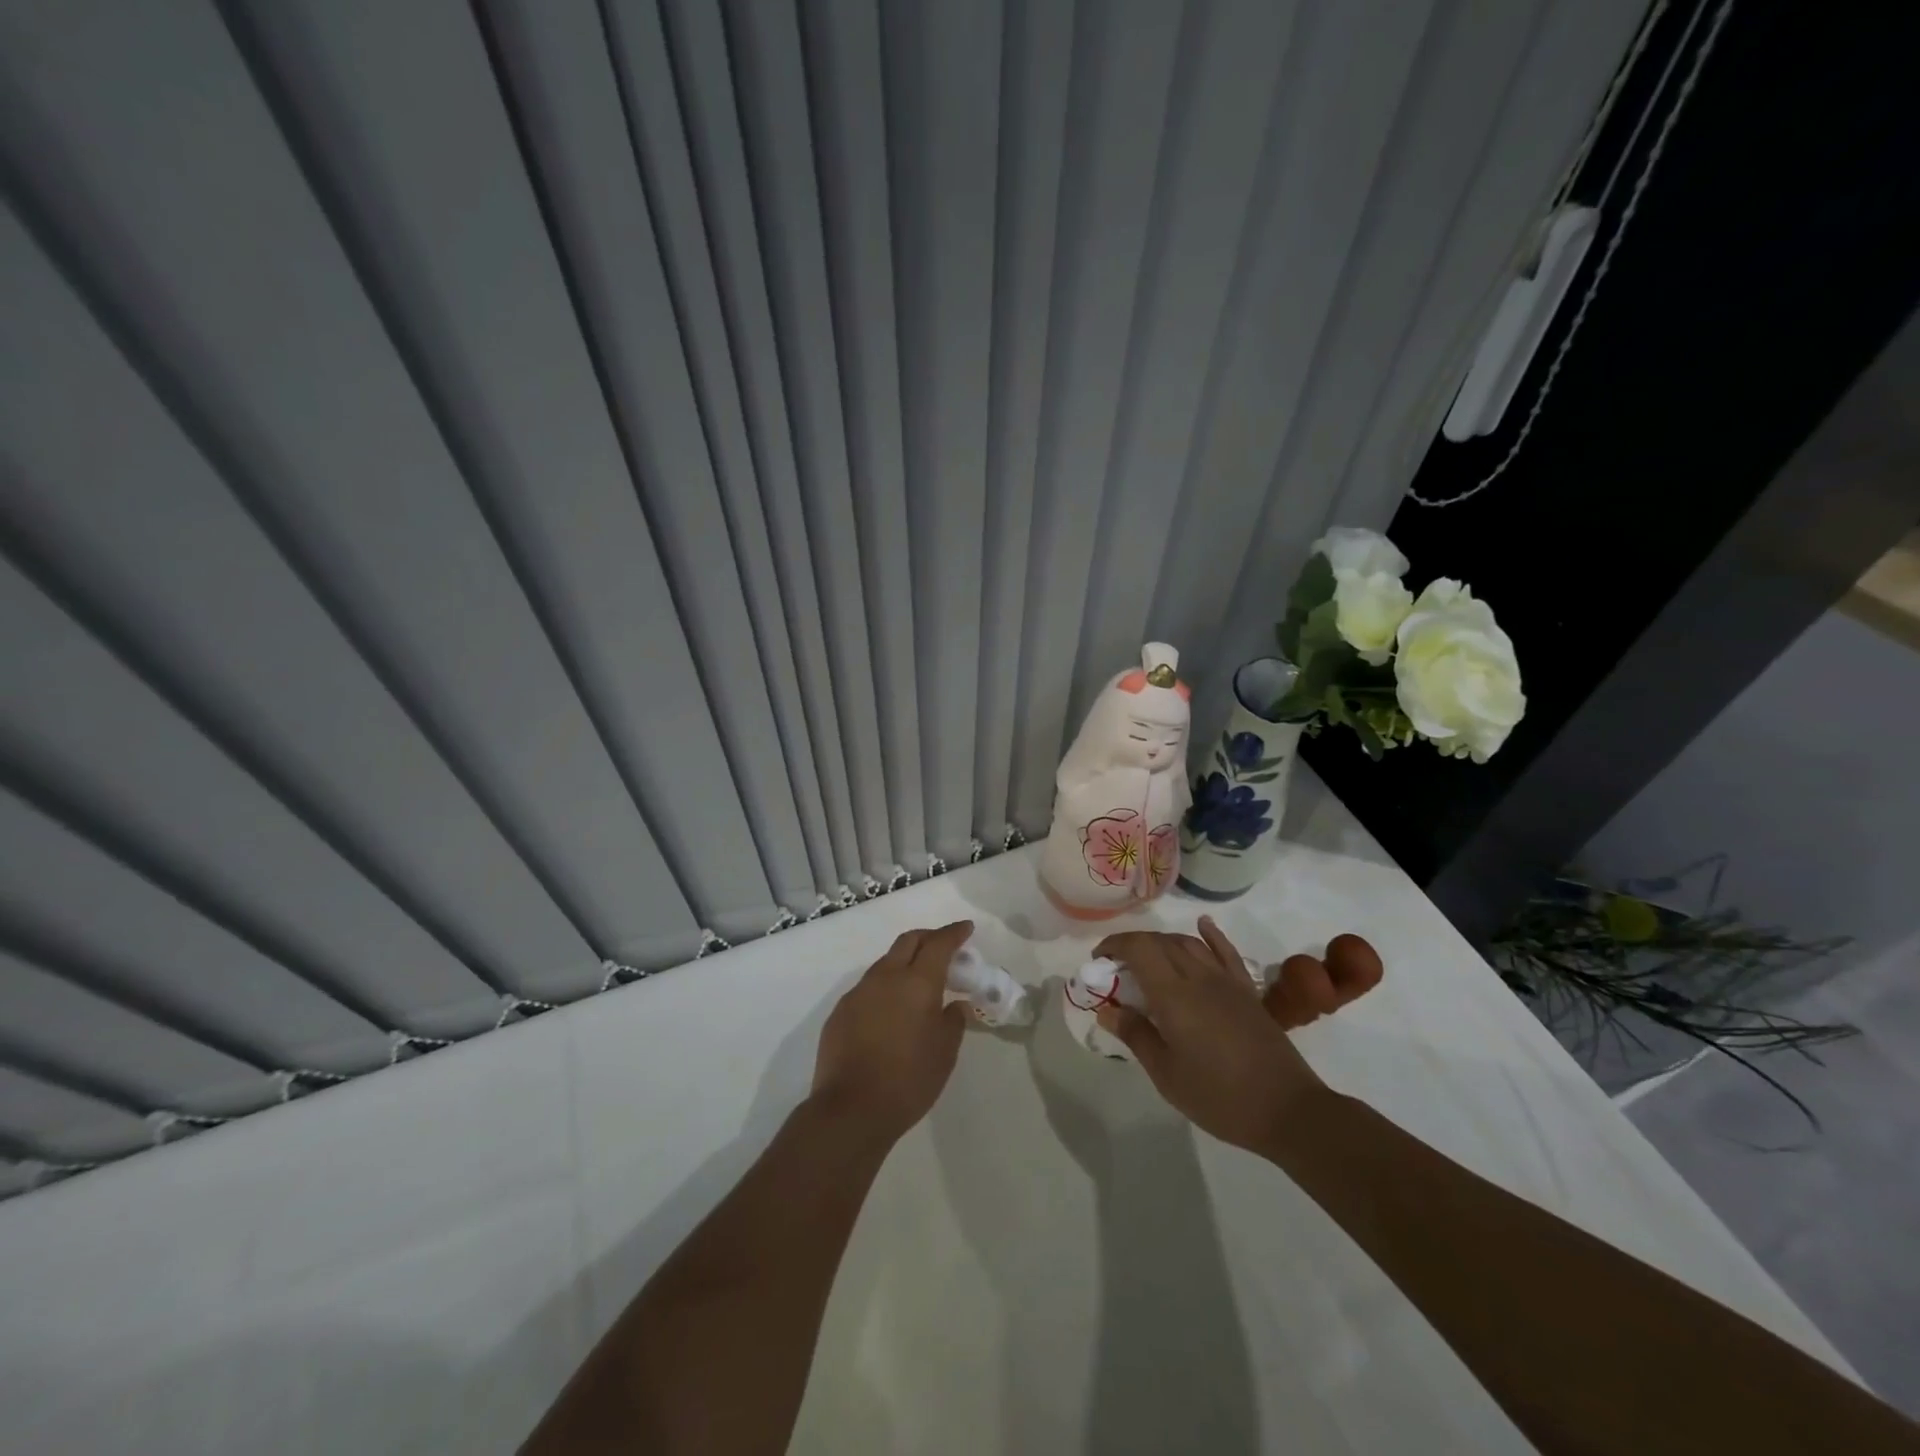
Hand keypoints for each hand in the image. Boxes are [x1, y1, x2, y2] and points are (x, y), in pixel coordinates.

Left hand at [810, 920, 973, 1144]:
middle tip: (944, 947)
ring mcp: (859, 992)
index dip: (954, 933)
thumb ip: (953, 1021)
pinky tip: (890, 1011)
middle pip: (908, 941)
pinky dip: (885, 987)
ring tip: (918, 982)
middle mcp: (886, 977)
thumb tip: (955, 1004)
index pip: (939, 944)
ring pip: (886, 962)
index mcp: (917, 982)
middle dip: (928, 938)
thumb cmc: (908, 1080)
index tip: (966, 928)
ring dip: (904, 962)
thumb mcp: (945, 1053)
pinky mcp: (840, 1011)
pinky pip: (868, 987)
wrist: (851, 1109)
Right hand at [1094, 916, 1326, 1154]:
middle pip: (1161, 943)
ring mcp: (1226, 982)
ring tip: (1148, 958)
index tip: (1099, 961)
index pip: (1139, 949)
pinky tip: (1202, 926)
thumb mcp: (1166, 1074)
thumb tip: (1106, 1010)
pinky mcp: (1247, 991)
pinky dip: (1211, 934)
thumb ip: (1135, 1035)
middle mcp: (1198, 978)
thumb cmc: (1218, 1097)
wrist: (1287, 1110)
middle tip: (1117, 967)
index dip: (1114, 946)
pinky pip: (1226, 952)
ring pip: (1189, 944)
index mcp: (1173, 996)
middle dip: (1133, 946)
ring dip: (1163, 942)